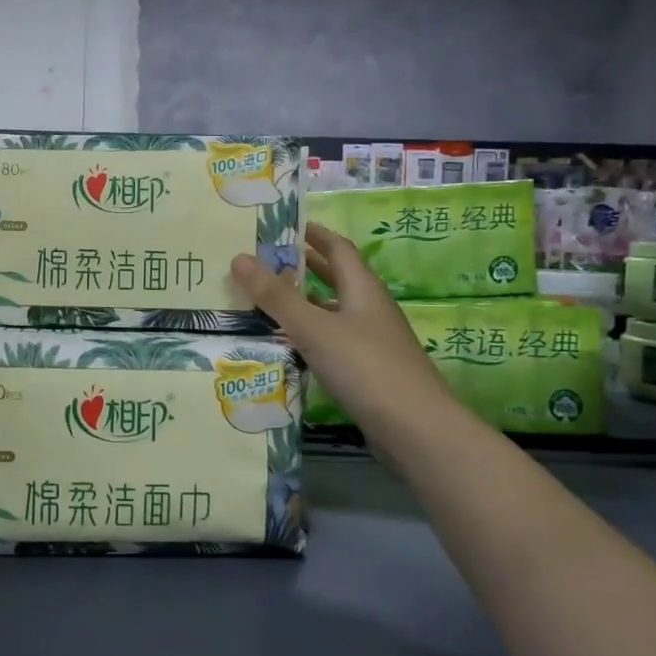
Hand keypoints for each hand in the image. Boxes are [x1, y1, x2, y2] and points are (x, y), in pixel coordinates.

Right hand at [231, 222, 453, 430]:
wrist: (416, 429)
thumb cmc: (366, 367)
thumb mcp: (314, 328)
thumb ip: (276, 296)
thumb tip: (239, 258)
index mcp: (363, 289)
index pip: (339, 248)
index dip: (315, 234)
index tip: (286, 225)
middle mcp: (370, 309)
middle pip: (338, 278)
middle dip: (307, 266)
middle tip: (268, 260)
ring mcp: (372, 341)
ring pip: (334, 311)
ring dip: (305, 302)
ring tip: (268, 299)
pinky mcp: (368, 370)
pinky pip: (333, 340)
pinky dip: (310, 334)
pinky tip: (289, 344)